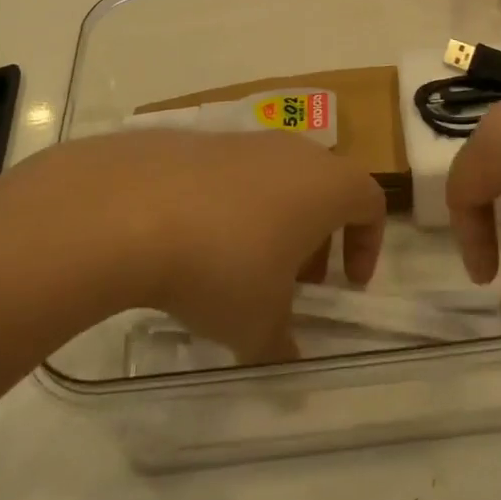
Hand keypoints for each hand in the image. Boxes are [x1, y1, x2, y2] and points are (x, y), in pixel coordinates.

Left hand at [0, 130, 385, 360]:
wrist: (129, 209)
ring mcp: (239, 141)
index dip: (368, 244)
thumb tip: (284, 358)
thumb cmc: (221, 266)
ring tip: (238, 268)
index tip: (346, 284)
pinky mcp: (194, 141)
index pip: (371, 202)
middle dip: (315, 239)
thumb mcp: (258, 324)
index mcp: (325, 185)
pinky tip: (192, 244)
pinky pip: (227, 177)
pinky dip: (226, 209)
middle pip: (321, 189)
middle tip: (293, 283)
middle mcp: (290, 152)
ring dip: (269, 223)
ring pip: (273, 180)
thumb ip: (281, 344)